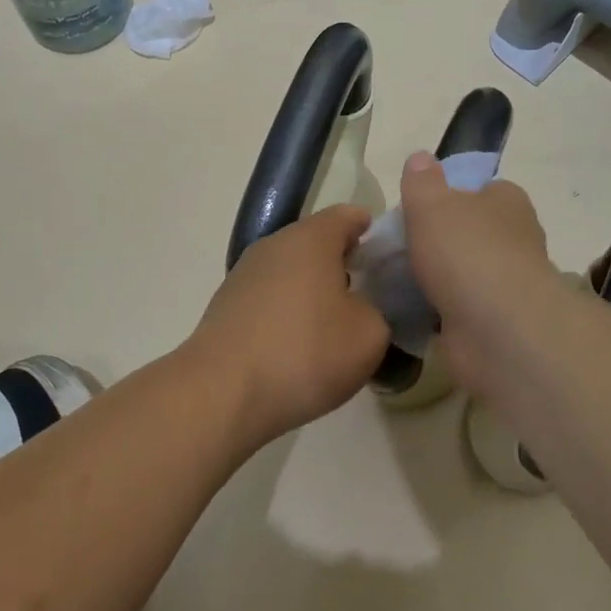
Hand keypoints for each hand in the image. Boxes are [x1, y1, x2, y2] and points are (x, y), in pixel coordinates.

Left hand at [188, 205, 390, 450]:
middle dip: (342, 263)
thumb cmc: (305, 352)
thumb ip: (378, 311)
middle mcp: (272, 246)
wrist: (222, 394)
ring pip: (289, 273)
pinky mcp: (225, 309)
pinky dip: (287, 314)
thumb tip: (363, 309)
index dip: (371, 231)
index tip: (388, 255)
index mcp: (310, 239)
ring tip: (334, 325)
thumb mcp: (369, 335)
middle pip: (315, 243)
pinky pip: (268, 300)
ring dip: (312, 291)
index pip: (347, 216)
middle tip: (369, 293)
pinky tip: (298, 346)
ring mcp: (243, 277)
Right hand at [398, 152, 560, 397]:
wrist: (497, 329)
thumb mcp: (432, 204)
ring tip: (391, 282)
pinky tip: (407, 312)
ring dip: (436, 280)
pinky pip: (457, 310)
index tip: (417, 210)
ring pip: (463, 274)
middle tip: (396, 248)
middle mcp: (514, 240)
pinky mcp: (494, 323)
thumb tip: (421, 158)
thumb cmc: (466, 253)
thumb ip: (422, 181)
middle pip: (470, 232)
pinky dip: (436, 312)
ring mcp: (506, 284)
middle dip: (438, 241)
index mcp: (507, 202)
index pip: (481, 189)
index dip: (451, 195)